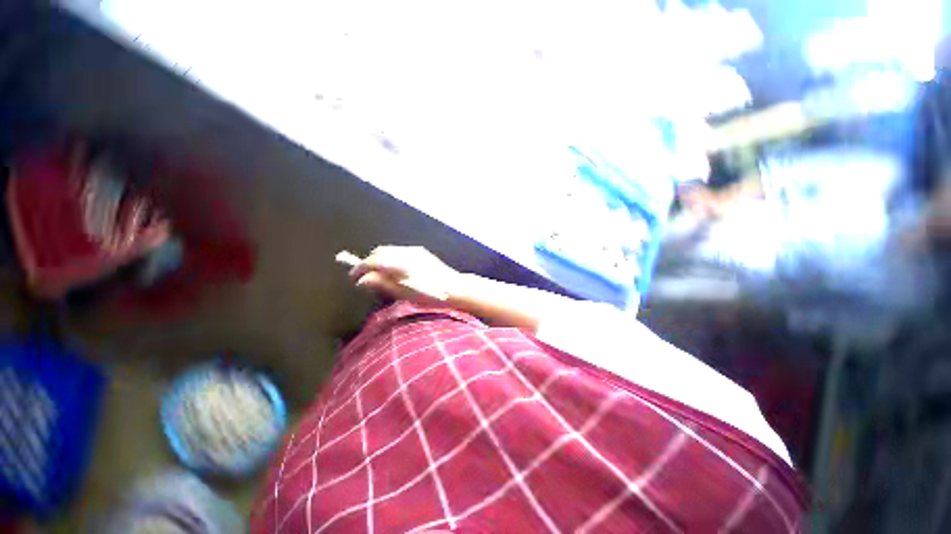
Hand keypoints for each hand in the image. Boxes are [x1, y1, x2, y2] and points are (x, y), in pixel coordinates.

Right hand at [348, 246, 458, 301]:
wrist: (454, 287)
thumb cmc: (429, 294)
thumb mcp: (403, 293)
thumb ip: (382, 284)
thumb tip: (362, 279)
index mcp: (399, 263)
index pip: (372, 261)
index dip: (359, 268)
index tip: (352, 278)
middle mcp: (405, 252)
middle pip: (379, 252)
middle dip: (368, 262)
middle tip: (364, 277)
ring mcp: (414, 250)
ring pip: (390, 250)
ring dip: (379, 259)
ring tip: (378, 274)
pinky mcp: (421, 252)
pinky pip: (399, 251)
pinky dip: (391, 258)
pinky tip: (394, 269)